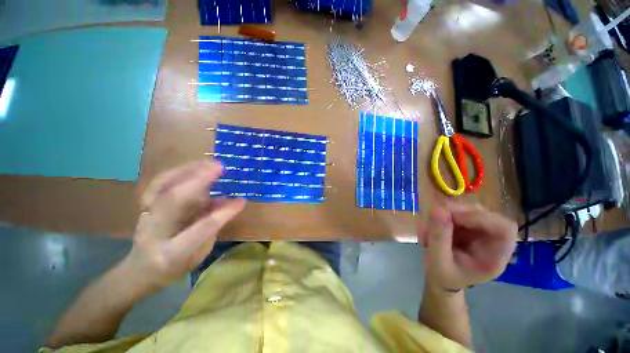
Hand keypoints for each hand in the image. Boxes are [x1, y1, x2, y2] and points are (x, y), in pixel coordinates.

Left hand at [122, 160, 245, 291]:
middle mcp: (154, 231)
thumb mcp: (199, 254)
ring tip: (208, 163)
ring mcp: (145, 216)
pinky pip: (158, 183)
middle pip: (174, 200)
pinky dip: (176, 172)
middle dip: (199, 180)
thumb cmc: (175, 267)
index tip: (241, 201)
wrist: (140, 270)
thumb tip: (226, 201)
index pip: (201, 227)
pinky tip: (192, 166)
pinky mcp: (143, 206)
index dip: (223, 213)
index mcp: (172, 251)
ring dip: (187, 171)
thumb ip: (212, 227)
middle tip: (220, 168)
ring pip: (162, 186)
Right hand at [418, 202, 516, 291]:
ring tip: (424, 233)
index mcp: (495, 256)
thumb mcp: (438, 263)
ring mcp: (477, 230)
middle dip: (453, 213)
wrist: (441, 279)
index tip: (454, 218)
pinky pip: (451, 212)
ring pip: (463, 209)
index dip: (481, 218)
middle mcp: (490, 239)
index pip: (504, 228)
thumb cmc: (444, 277)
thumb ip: (438, 238)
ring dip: (440, 216)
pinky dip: (436, 218)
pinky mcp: (465, 224)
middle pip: (480, 213)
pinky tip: (426, 231)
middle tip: (431, 222)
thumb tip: (436, 209)